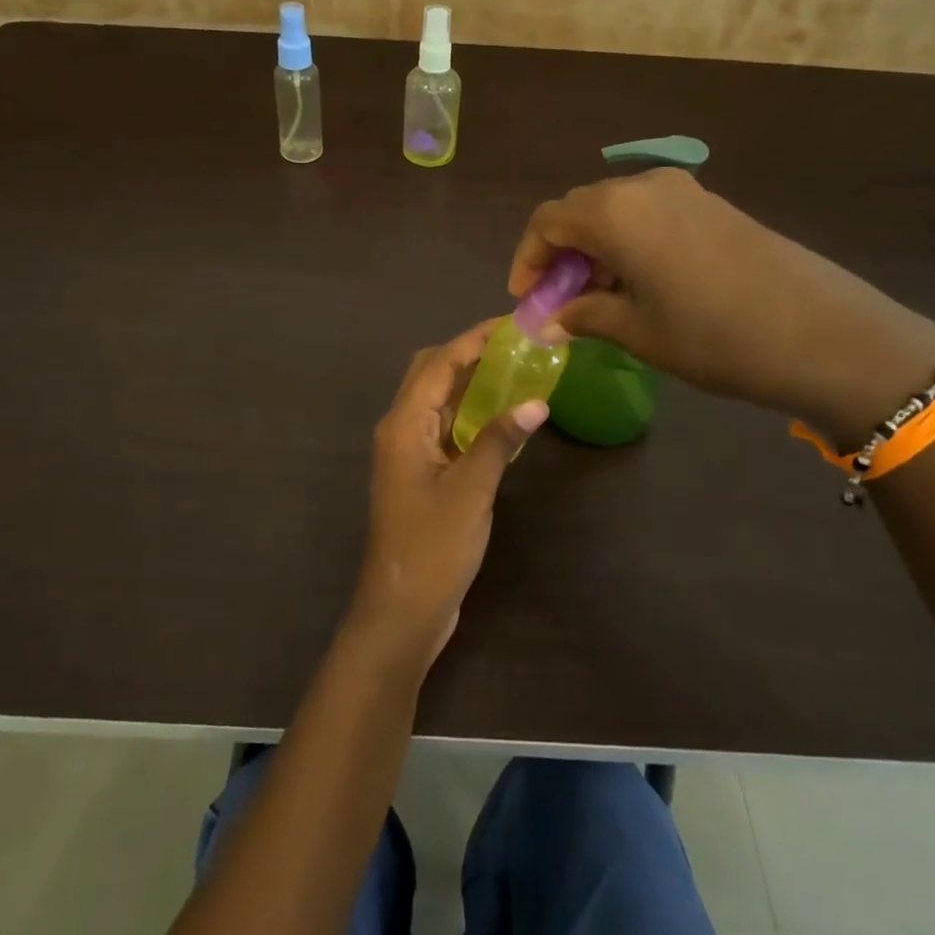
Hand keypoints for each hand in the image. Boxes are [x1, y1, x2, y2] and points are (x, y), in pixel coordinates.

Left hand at [347, 319, 549, 673]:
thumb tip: (535, 401)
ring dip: (470, 385)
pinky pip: (445, 430)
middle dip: (468, 355)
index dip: (472, 339)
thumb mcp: (471, 490)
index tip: (509, 323)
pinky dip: (470, 416)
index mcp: (403, 425)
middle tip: (514, 347)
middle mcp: (400, 431)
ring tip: (515, 371)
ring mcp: (409, 454)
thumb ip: (500, 441)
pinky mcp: (421, 476)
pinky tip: (502, 419)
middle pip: (430, 375)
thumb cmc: (433, 547)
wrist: (403, 611)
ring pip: (438, 403)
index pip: (438, 364)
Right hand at [508, 168, 934, 444]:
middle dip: (561, 254)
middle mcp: (644, 187)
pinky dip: (630, 243)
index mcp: (614, 212)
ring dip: (596, 249)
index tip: (526, 298)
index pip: (548, 222)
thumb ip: (584, 317)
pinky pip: (651, 215)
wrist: (822, 333)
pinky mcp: (714, 205)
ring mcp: (685, 192)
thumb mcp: (637, 332)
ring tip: (599, 299)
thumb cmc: (712, 335)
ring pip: (617, 211)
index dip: (528, 259)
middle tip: (559, 300)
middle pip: (580, 210)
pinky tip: (641, 284)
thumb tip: (551, 321)